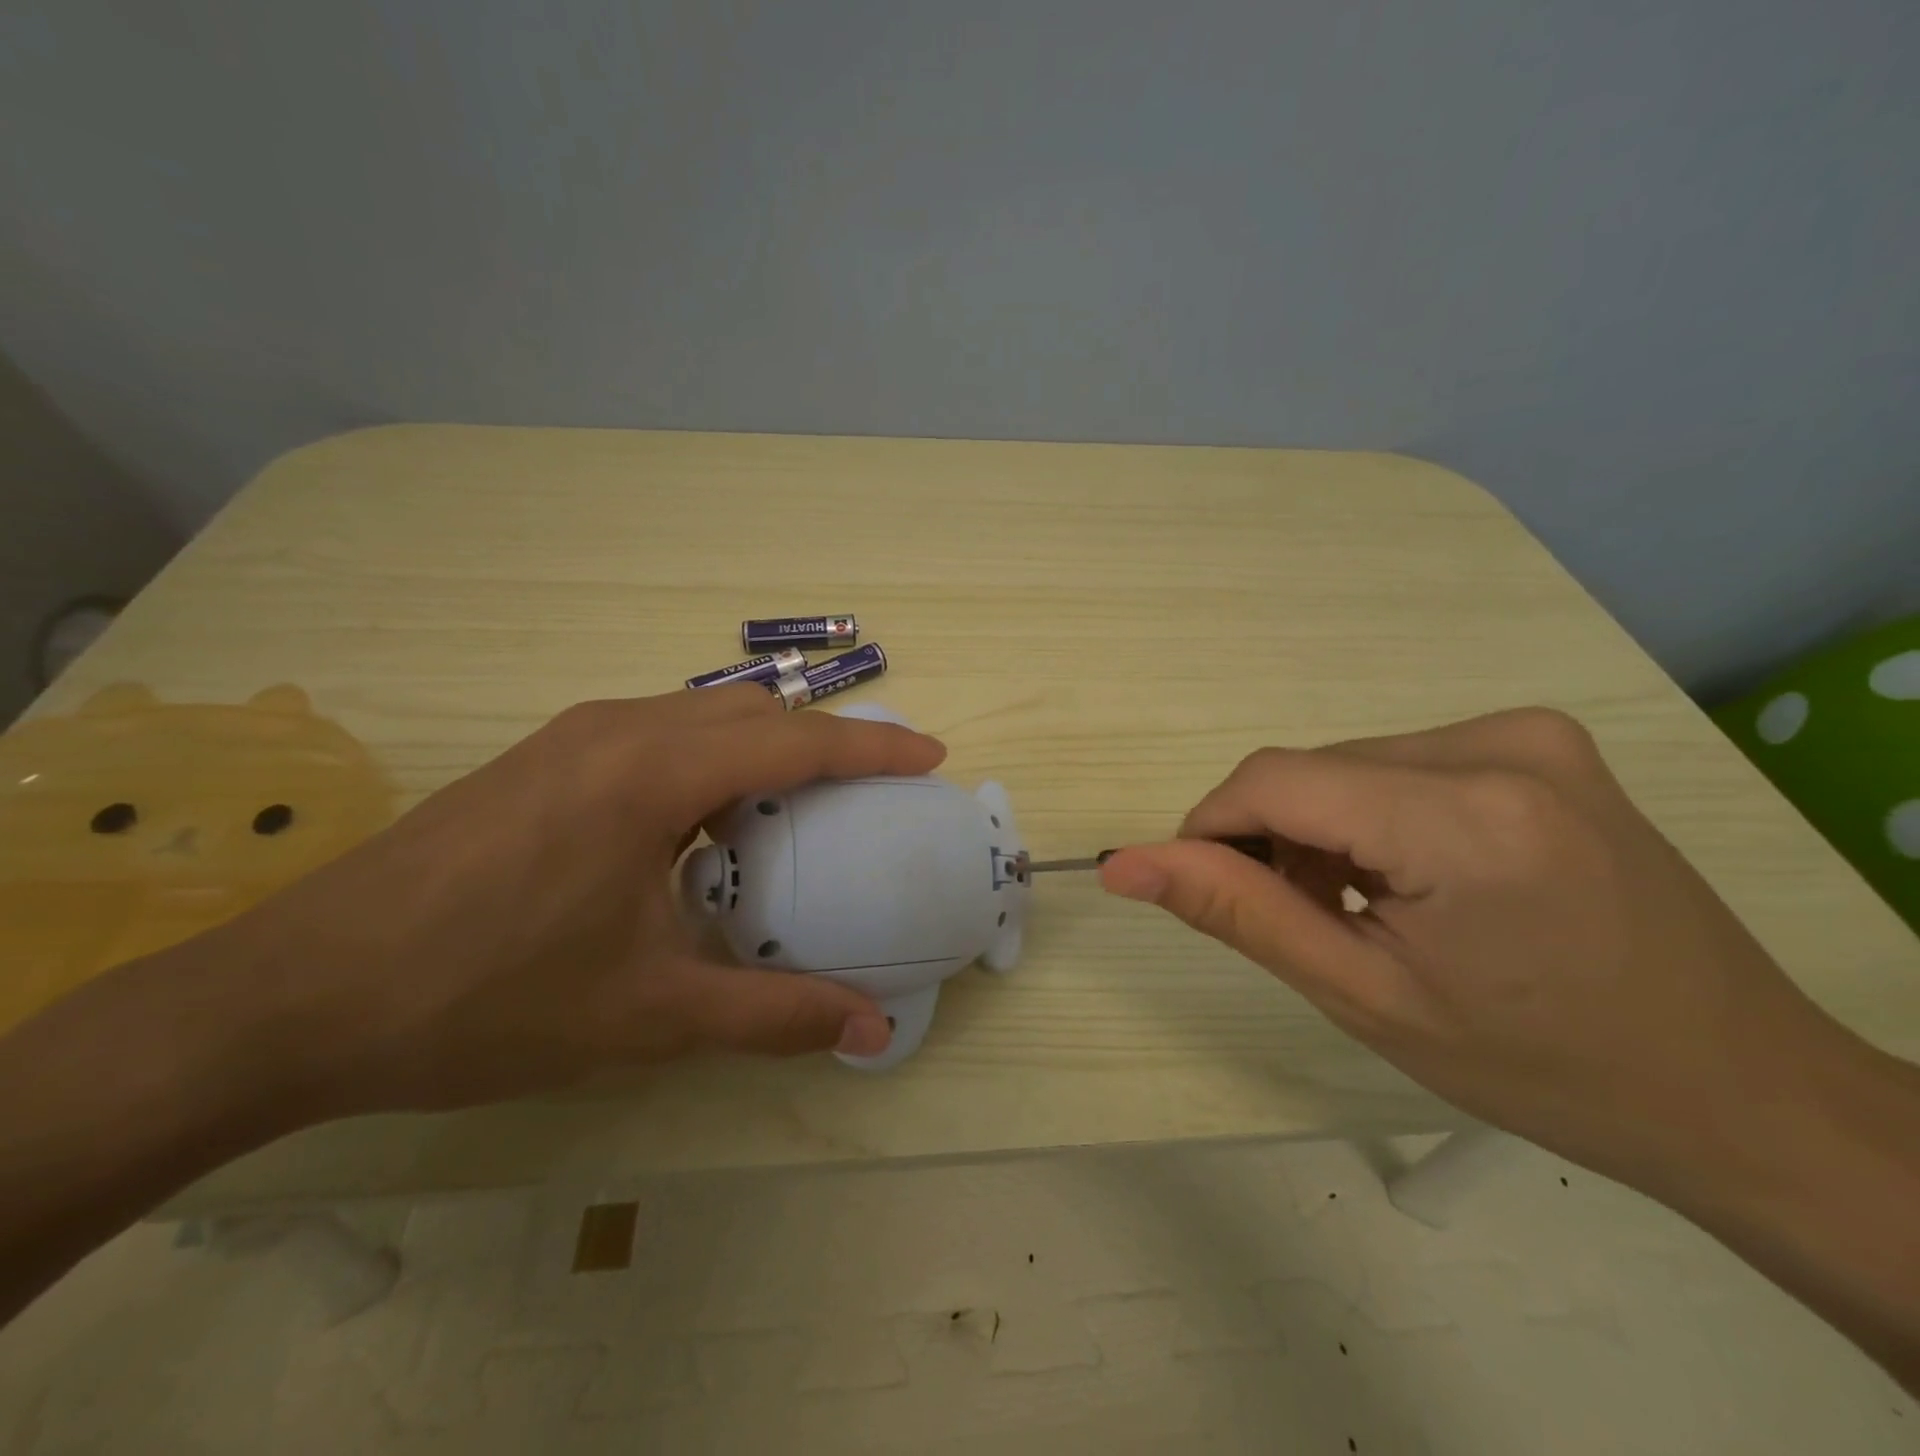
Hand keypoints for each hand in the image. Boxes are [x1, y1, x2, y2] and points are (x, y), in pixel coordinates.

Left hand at [177, 686, 944, 1118]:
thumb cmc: (482, 1000)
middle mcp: (616, 729)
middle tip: (873, 788)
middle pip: (753, 712)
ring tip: (802, 804)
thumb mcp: (645, 1015)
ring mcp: (572, 736)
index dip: (873, 746)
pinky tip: (707, 820)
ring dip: (765, 745)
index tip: (930, 756)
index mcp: (650, 773)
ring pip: (703, 714)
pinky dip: (712, 757)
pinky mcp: (543, 756)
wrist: (291, 998)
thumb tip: (870, 1033)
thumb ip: (773, 1017)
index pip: (793, 742)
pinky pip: (658, 731)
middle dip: (826, 739)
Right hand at [1098, 708, 1859, 1192]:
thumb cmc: (1541, 1063)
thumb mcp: (1364, 995)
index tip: (1205, 889)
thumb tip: (1124, 863)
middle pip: (1312, 771)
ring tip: (1360, 910)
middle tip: (1303, 923)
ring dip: (1322, 829)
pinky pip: (1399, 763)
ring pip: (1349, 765)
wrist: (1739, 1087)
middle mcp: (1498, 745)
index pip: (1274, 780)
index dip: (1212, 829)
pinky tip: (1408, 878)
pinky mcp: (1540, 743)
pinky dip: (1372, 815)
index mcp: (1462, 817)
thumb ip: (1236, 911)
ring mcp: (1528, 734)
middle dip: (1275, 840)